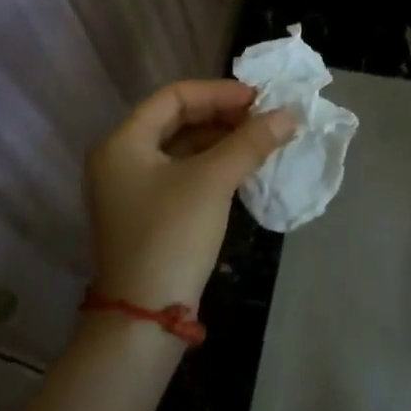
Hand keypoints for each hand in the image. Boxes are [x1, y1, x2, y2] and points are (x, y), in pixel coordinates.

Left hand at [84, 80, 293, 311]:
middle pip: (177, 120)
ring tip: (261, 139)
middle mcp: (120, 158)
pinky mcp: (147, 212)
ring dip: (221, 140)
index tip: (259, 99)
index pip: (174, 96)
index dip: (219, 92)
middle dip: (223, 115)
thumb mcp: (213, 181)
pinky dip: (212, 164)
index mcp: (123, 142)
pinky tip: (243, 167)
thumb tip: (290, 114)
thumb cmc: (172, 235)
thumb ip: (251, 142)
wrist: (144, 317)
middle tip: (264, 118)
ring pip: (182, 147)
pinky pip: (182, 172)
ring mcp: (131, 188)